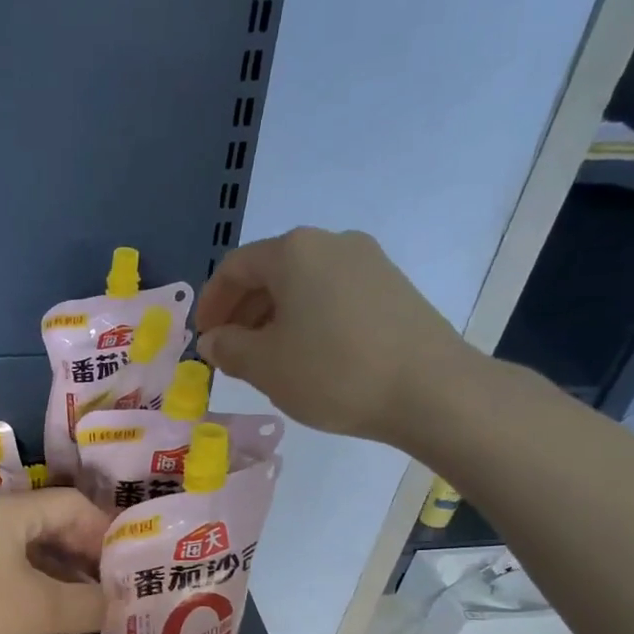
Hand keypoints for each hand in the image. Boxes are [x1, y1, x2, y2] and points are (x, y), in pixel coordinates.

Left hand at [0, 489, 107, 633]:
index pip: (74, 504)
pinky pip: (15, 570)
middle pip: (55, 524)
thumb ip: (87, 603)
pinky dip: (41, 587)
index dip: (107, 531)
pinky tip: (55, 614)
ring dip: (67, 574)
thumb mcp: (39, 610)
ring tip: (95, 605)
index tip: (132, 566)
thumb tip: (118, 602)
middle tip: (119, 587)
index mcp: (12, 511)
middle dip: (90, 554)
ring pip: (35, 550)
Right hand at [196, 227, 481, 445]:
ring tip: (267, 359)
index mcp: (294, 252)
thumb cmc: (333, 372)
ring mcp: (369, 262)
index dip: (211, 303)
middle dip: (242, 311)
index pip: (234, 267)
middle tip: (230, 352)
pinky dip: (308, 319)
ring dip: (274, 317)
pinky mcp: (393, 288)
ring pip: (303, 285)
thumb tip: (213, 339)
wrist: (430, 390)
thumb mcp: (265, 366)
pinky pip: (333, 295)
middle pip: (271, 271)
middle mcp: (332, 243)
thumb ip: (229, 348)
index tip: (203, 339)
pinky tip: (309, 356)